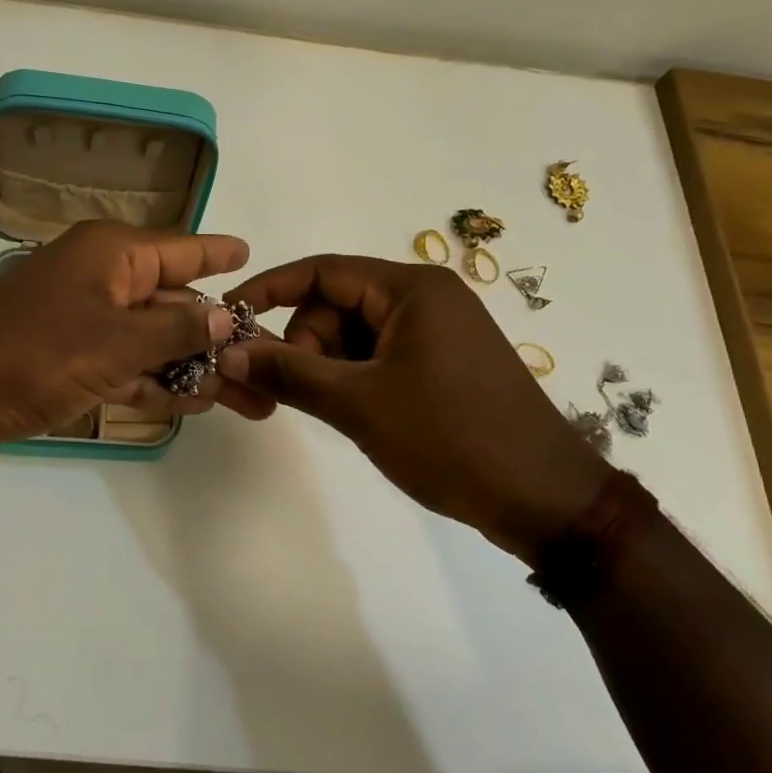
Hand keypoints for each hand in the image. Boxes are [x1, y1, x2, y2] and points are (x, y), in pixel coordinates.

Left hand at [0, 220, 270, 459]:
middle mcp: (100, 278)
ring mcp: (81, 320)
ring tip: (242, 398)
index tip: (251, 256)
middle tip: (265, 366)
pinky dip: (150, 383)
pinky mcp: (65, 359)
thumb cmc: (32, 352)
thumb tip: (229, 317)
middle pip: (173, 304)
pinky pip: (122, 365)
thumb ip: (177, 331)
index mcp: (112, 254)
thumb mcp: (115, 342)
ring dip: (190, 368)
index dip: (218, 254)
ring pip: (150, 340)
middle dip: (218, 337)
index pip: (182, 249)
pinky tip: (188, 405)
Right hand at [219, 256, 607, 560]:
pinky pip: (378, 356)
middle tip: (294, 392)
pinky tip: (355, 413)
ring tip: (333, 411)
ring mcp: (437, 332)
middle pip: (335, 304)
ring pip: (354, 334)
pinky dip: (354, 378)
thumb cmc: (451, 439)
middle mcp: (425, 298)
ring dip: (328, 366)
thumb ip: (288, 373)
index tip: (227, 318)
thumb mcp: (359, 404)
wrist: (546, 501)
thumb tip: (225, 353)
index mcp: (411, 288)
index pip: (321, 271)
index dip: (268, 290)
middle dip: (304, 343)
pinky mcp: (442, 364)